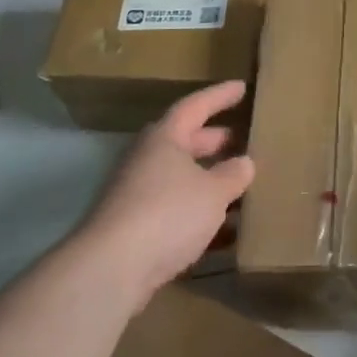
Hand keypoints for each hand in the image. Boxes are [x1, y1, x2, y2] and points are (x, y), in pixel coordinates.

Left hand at [76, 80, 254, 312]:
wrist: (111, 269)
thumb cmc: (167, 213)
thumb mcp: (213, 192)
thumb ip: (233, 175)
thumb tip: (244, 162)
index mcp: (164, 138)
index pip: (195, 106)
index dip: (220, 96)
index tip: (242, 87)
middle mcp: (147, 160)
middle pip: (184, 142)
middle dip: (214, 141)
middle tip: (241, 139)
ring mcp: (137, 194)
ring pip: (180, 178)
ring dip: (208, 180)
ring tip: (240, 184)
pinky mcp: (135, 227)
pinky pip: (174, 210)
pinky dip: (199, 213)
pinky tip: (224, 230)